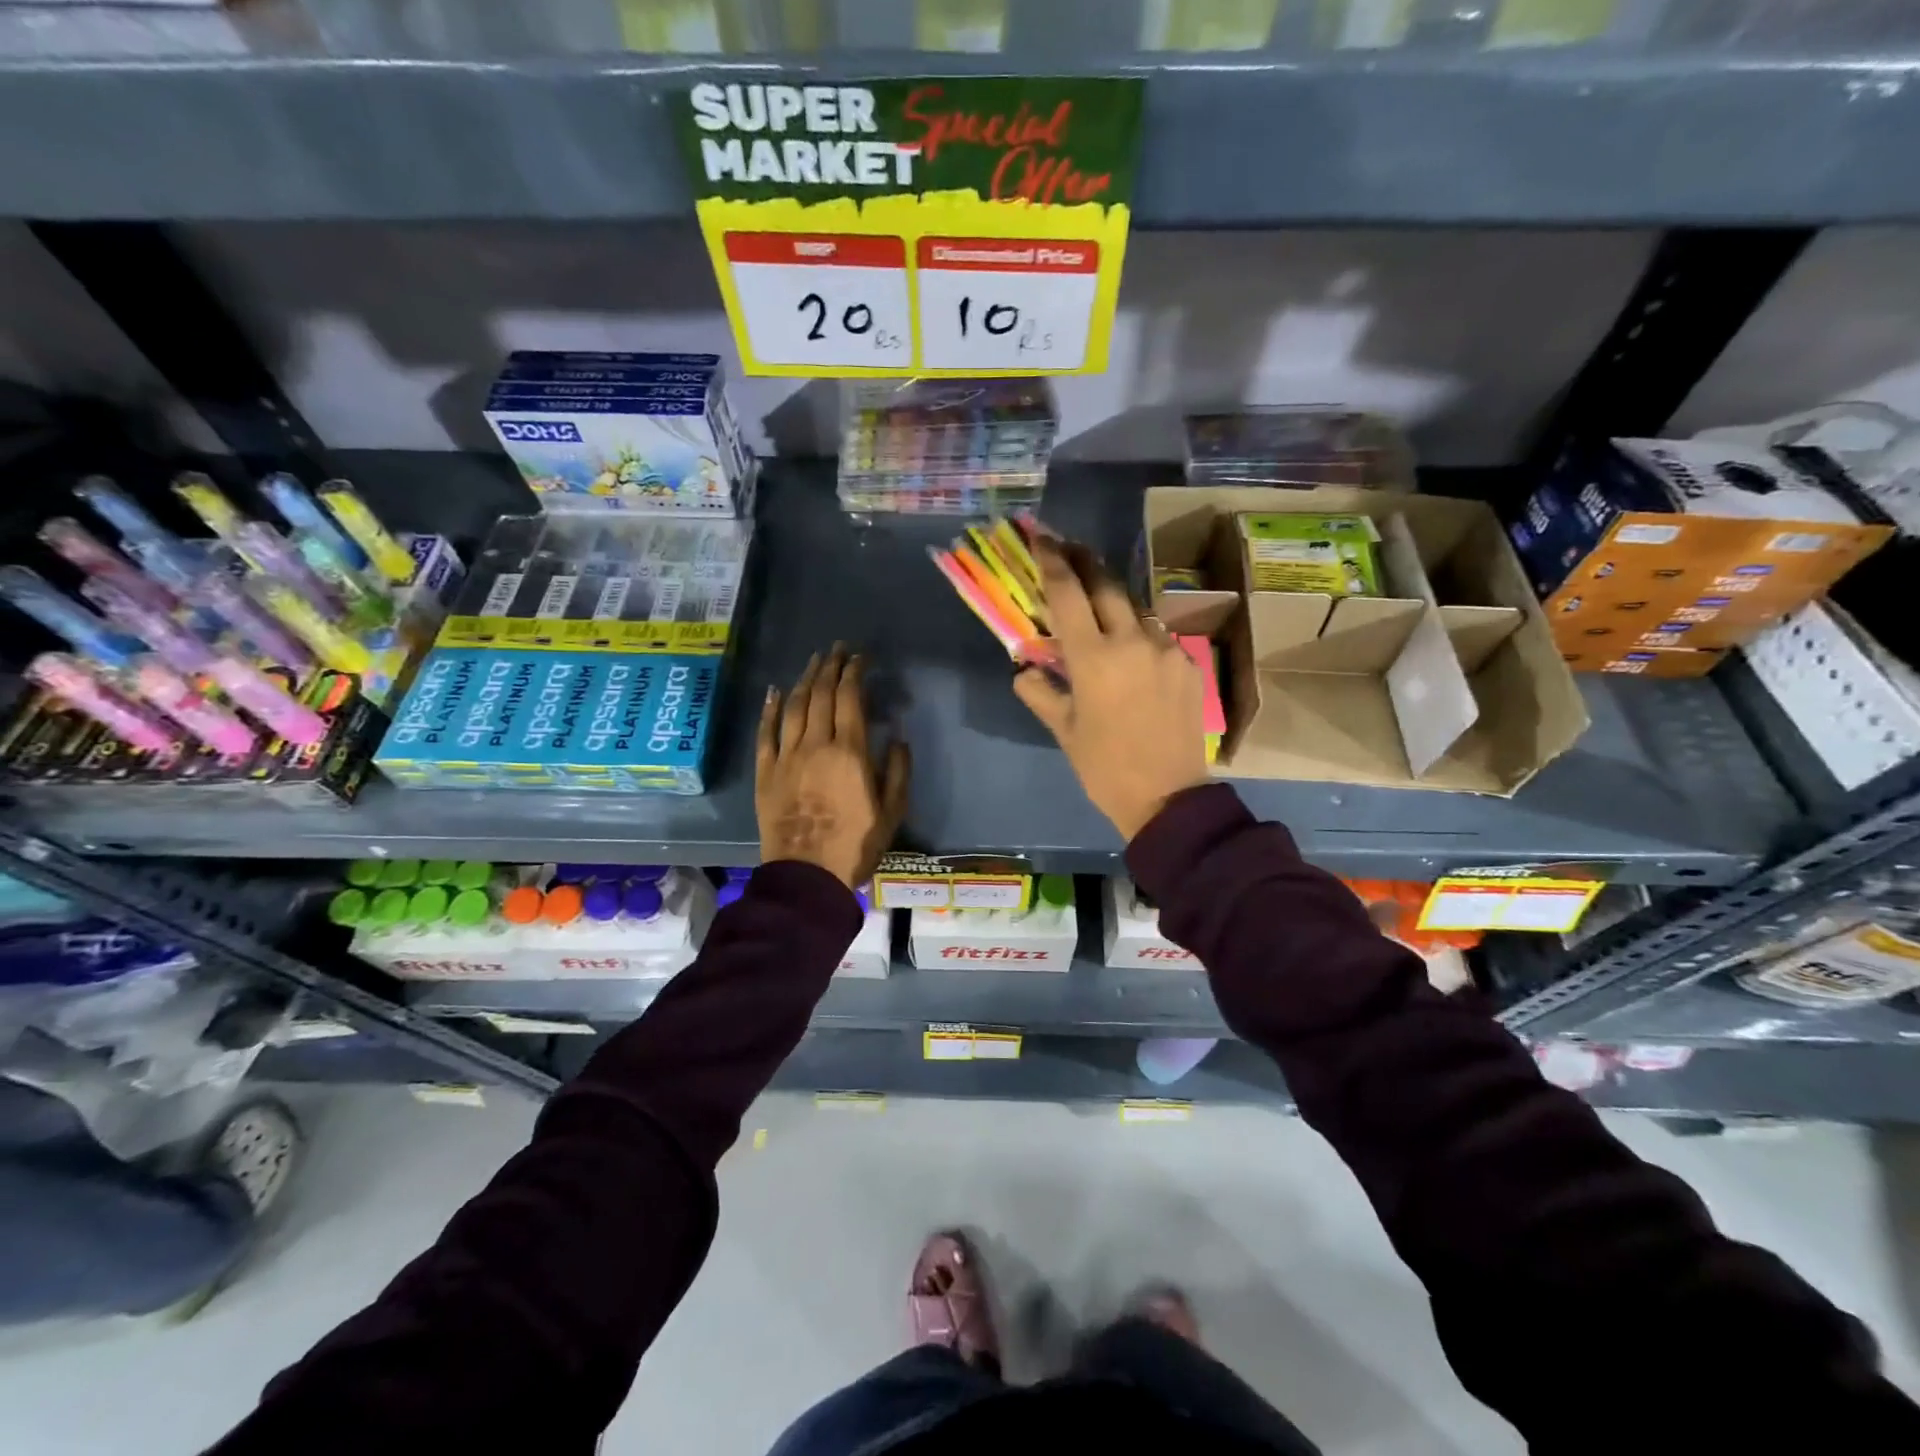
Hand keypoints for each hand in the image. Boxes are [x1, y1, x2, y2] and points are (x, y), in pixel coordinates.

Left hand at [757, 645, 909, 888]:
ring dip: (804, 679)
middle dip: (830, 667)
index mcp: (849, 752)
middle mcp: (815, 745)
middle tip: (837, 650)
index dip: (854, 673)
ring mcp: (786, 757)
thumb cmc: (856, 845)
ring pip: (793, 706)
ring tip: (814, 662)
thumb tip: (898, 737)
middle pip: (820, 694)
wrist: (807, 876)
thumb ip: (898, 771)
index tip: (860, 658)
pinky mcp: (765, 773)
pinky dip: (770, 709)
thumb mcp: (892, 811)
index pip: (850, 698)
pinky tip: (775, 691)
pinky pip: (765, 733)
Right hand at [1013, 537, 1209, 841]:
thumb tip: (1024, 670)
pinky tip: (1131, 651)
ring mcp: (1167, 649)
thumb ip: (1041, 692)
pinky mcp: (1189, 663)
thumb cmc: (1105, 768)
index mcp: (1094, 658)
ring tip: (1097, 603)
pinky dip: (1138, 633)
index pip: (1067, 593)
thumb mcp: (1064, 731)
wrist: (1169, 798)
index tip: (1041, 535)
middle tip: (1067, 546)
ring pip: (1134, 608)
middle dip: (1084, 559)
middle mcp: (1132, 641)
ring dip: (1112, 599)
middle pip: (1106, 584)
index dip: (1052, 559)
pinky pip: (1158, 636)